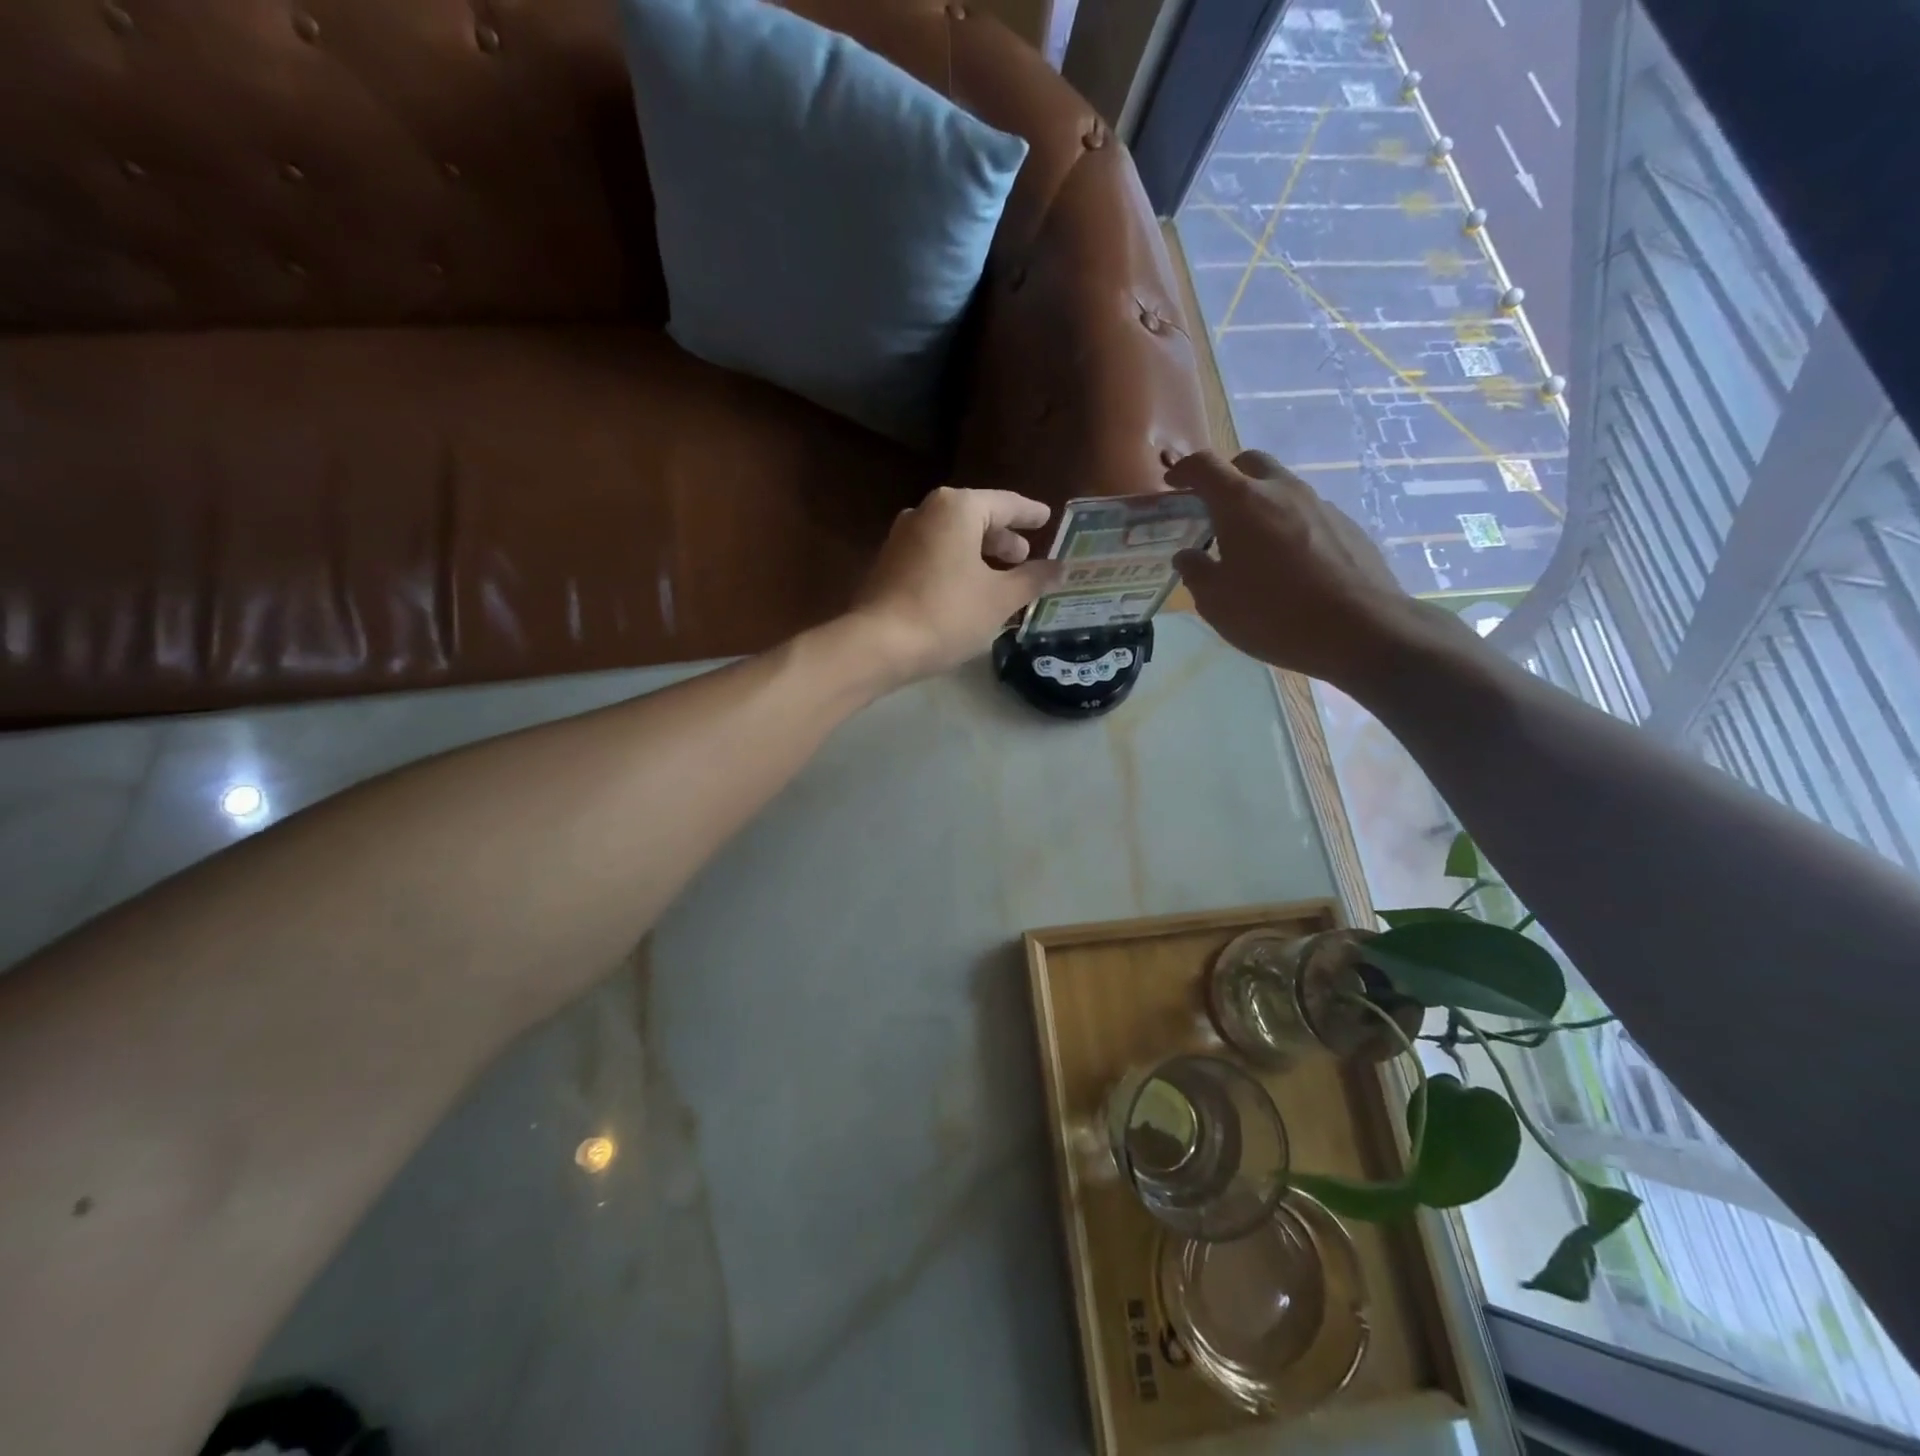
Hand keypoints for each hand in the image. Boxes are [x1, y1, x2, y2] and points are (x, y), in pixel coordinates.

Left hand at [847, 485, 1063, 685]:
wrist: (878, 645)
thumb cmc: (947, 613)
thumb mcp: (1000, 598)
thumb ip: (1032, 579)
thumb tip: (1061, 568)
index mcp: (957, 508)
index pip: (1005, 504)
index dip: (1029, 514)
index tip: (1046, 518)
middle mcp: (926, 512)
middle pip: (975, 518)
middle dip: (1002, 538)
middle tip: (1024, 557)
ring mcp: (902, 537)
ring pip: (952, 538)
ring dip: (979, 554)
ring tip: (1000, 577)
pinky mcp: (889, 564)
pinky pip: (934, 555)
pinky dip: (956, 565)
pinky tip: (968, 590)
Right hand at [1171, 450, 1431, 689]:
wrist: (1361, 629)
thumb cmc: (1274, 615)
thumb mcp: (1217, 603)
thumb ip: (1196, 572)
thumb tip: (1187, 555)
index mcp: (1242, 503)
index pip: (1205, 467)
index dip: (1184, 471)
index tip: (1173, 483)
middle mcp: (1282, 491)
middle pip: (1249, 463)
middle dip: (1226, 477)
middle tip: (1213, 508)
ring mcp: (1320, 504)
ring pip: (1281, 487)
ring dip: (1259, 502)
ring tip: (1251, 543)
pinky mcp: (1346, 524)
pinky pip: (1306, 512)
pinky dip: (1288, 524)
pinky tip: (1288, 562)